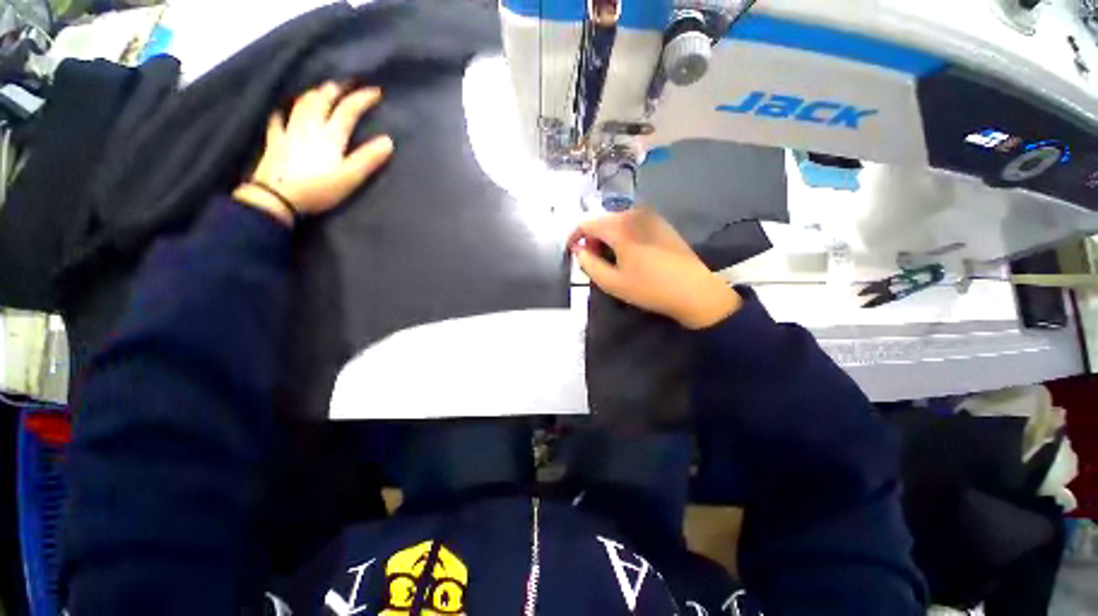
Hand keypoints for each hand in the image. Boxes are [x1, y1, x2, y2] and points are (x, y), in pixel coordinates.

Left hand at [233, 82, 394, 225]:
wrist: (277, 198)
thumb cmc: (318, 189)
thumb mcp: (350, 177)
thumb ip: (368, 159)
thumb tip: (388, 141)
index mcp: (330, 135)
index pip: (348, 110)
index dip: (362, 99)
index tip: (376, 91)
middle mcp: (310, 127)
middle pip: (322, 101)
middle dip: (335, 90)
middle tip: (345, 84)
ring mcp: (289, 132)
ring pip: (301, 106)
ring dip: (313, 95)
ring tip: (319, 90)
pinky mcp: (275, 142)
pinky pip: (277, 122)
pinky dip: (281, 113)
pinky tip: (280, 111)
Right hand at [570, 208, 741, 328]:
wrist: (694, 290)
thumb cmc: (649, 288)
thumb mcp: (612, 282)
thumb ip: (589, 264)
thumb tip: (579, 251)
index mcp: (620, 225)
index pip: (586, 223)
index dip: (575, 237)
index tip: (573, 253)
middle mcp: (634, 213)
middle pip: (602, 220)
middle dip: (592, 238)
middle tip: (592, 260)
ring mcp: (651, 216)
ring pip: (617, 221)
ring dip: (607, 237)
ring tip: (610, 259)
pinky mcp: (662, 223)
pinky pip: (633, 223)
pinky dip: (623, 235)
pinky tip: (628, 253)